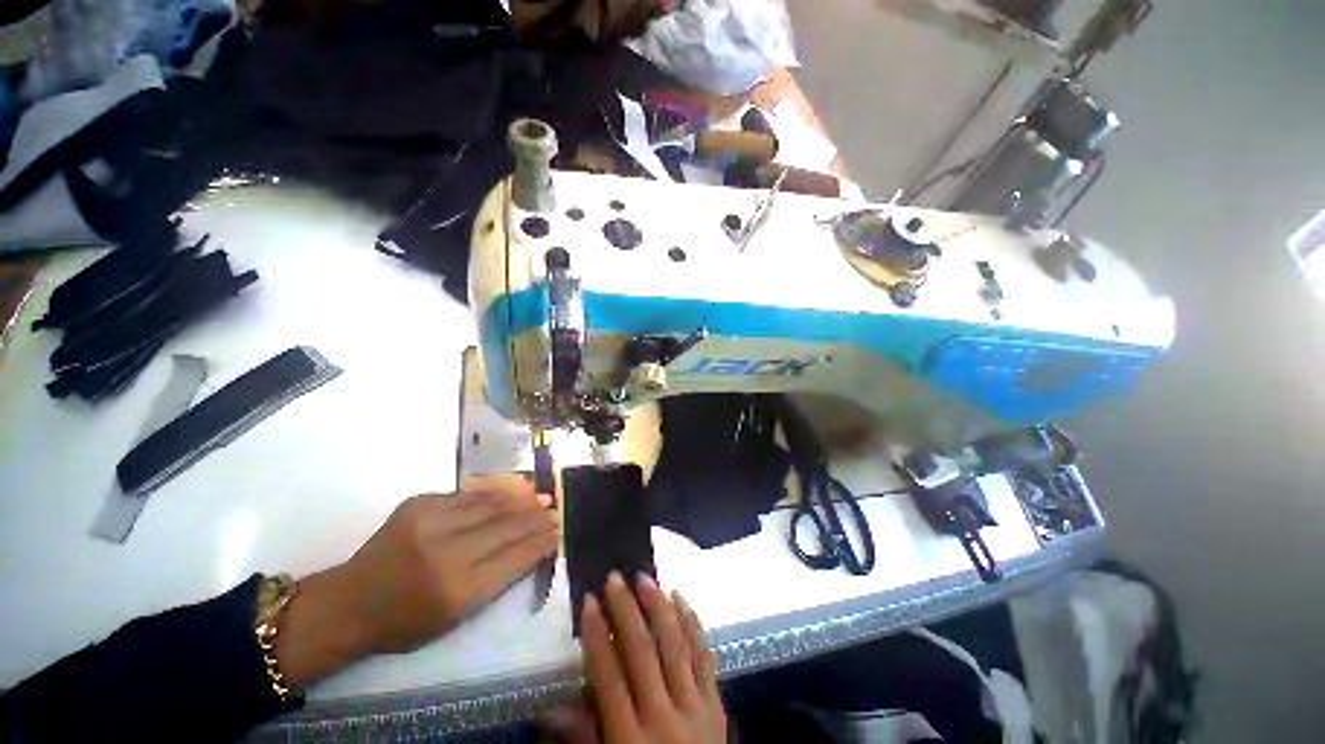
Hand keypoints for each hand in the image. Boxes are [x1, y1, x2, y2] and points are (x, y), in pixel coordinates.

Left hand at [275, 483, 557, 686]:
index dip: (540, 542)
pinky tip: (511, 491)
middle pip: (506, 527)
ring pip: (491, 505)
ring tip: (541, 497)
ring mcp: (430, 523)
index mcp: (457, 592)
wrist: (350, 601)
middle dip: (536, 518)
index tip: (558, 531)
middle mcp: (446, 554)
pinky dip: (495, 493)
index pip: (514, 558)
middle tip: (555, 510)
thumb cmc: (406, 622)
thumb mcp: (455, 618)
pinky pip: (468, 495)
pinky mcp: (418, 504)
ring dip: (521, 501)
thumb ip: (496, 582)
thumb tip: (532, 547)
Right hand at [548, 572, 726, 743]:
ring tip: (645, 578)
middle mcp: (663, 717)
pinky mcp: (716, 703)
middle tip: (616, 577)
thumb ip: (584, 739)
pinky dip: (692, 624)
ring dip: (659, 607)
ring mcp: (695, 708)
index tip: (589, 600)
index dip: (596, 635)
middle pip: (642, 652)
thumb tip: (551, 707)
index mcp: (630, 740)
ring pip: (675, 645)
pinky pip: (704, 656)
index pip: (608, 677)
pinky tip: (680, 599)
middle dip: (626, 610)